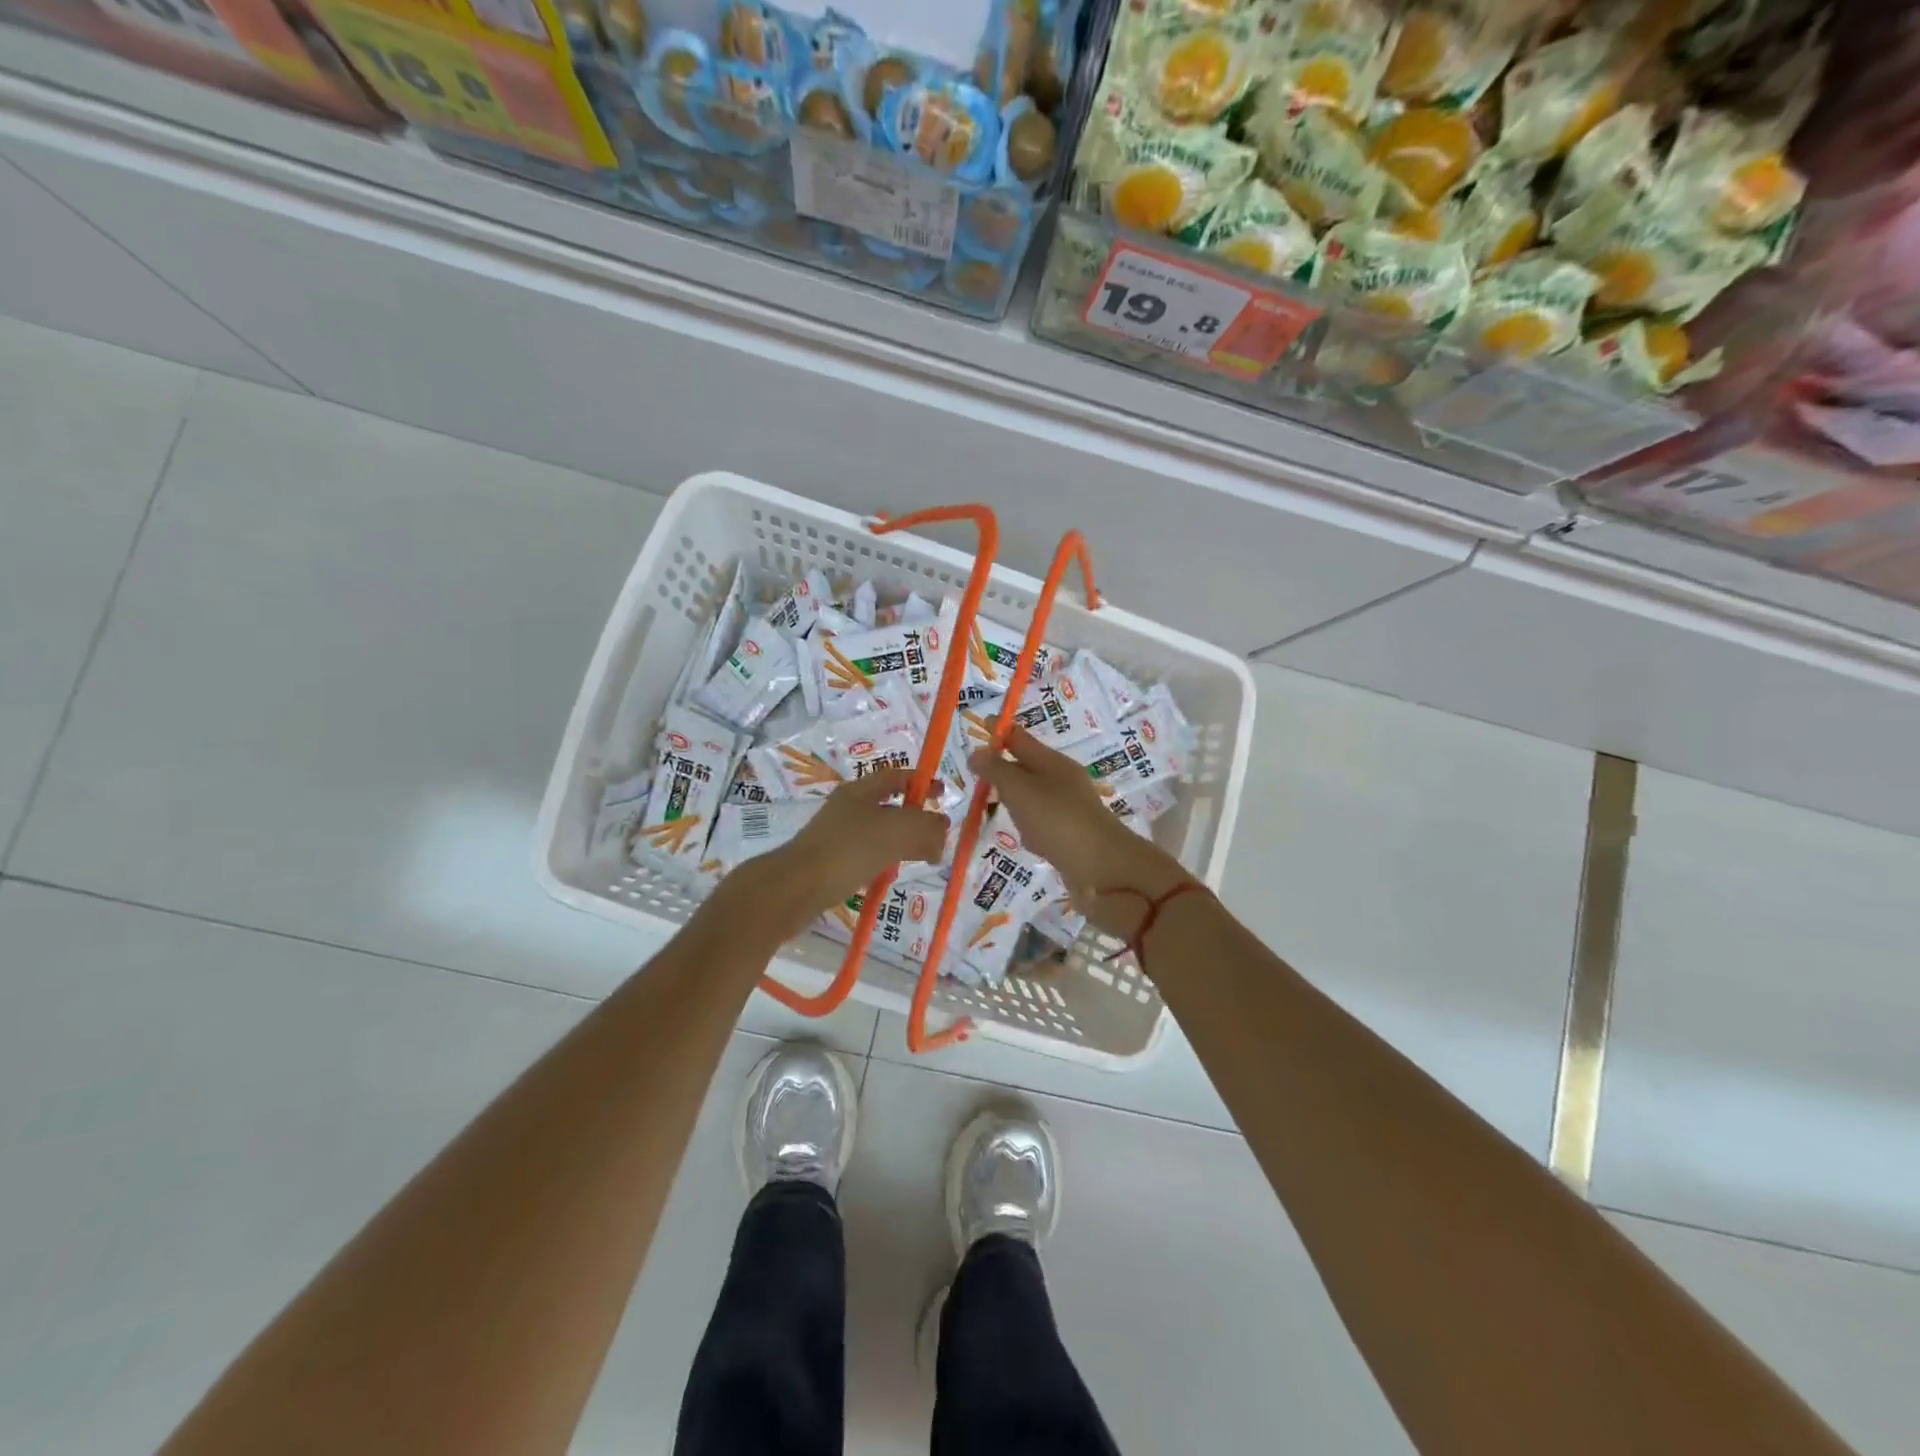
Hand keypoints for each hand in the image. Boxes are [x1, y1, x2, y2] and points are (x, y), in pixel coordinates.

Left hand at [742, 769, 950, 940]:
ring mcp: (837, 834)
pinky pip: (867, 854)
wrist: (794, 888)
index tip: (944, 794)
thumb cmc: (847, 851)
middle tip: (938, 834)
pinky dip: (885, 860)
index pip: (897, 776)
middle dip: (917, 817)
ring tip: (923, 858)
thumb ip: (926, 827)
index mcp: (861, 790)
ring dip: (903, 841)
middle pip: (890, 804)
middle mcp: (848, 807)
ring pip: (880, 831)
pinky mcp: (832, 860)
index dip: (923, 781)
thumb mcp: (895, 832)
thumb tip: (943, 829)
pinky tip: (891, 875)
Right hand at [969, 728, 1192, 938]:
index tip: (979, 727)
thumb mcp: (1019, 790)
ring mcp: (1069, 808)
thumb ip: (996, 770)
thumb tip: (977, 752)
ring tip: (993, 802)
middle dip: (1004, 765)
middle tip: (978, 770)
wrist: (1103, 868)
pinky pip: (1042, 821)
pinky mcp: (1071, 834)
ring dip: (1015, 796)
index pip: (1020, 738)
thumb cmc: (1057, 820)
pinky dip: (1029, 823)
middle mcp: (1062, 780)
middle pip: (1027, 766)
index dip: (999, 731)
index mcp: (1052, 762)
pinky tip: (1022, 836)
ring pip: (1034, 795)